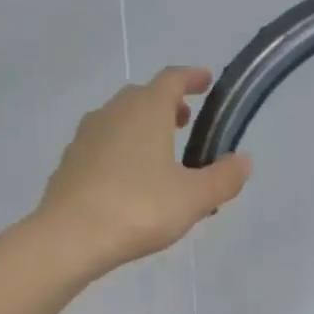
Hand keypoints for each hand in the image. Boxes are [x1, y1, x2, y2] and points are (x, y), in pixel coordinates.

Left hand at [35, 67, 253, 273]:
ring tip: (158, 155)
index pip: (172, 79)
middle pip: (142, 97)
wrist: (70, 236)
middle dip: (165, 105)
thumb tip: (243, 161)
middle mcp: (113, 112)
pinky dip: (119, 152)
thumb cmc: (139, 208)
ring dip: (140, 128)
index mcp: (146, 110)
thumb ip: (223, 178)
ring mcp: (85, 136)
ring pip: (118, 121)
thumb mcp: (194, 198)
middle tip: (184, 122)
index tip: (205, 81)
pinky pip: (101, 147)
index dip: (192, 77)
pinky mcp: (69, 163)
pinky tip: (126, 181)